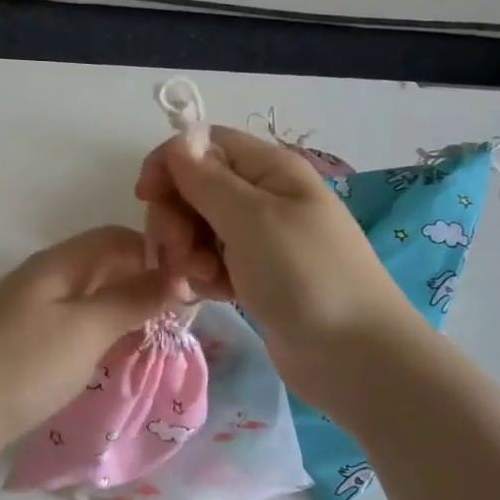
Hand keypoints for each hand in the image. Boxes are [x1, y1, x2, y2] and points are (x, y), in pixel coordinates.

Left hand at [0, 227, 182, 464]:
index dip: (158, 253)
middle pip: (105, 268)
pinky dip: (101, 339)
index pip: (118, 238)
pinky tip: (118, 360)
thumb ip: (134, 299)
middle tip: (184, 319)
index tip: (195, 285)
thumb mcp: (87, 329)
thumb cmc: (22, 364)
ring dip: (125, 314)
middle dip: (145, 285)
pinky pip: (74, 331)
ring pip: (91, 301)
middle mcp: (45, 279)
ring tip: (160, 341)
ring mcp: (31, 314)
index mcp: (59, 263)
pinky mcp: (25, 347)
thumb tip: (182, 274)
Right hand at [135, 127, 414, 402]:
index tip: (146, 197)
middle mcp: (262, 197)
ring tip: (202, 281)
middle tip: (179, 252)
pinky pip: (211, 263)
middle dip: (175, 218)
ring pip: (197, 230)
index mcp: (269, 169)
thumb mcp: (252, 219)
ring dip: (187, 253)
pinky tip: (213, 296)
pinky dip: (204, 277)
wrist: (353, 355)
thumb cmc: (306, 276)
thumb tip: (177, 144)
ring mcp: (258, 239)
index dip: (170, 164)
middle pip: (194, 189)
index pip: (204, 145)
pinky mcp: (253, 276)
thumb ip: (207, 180)